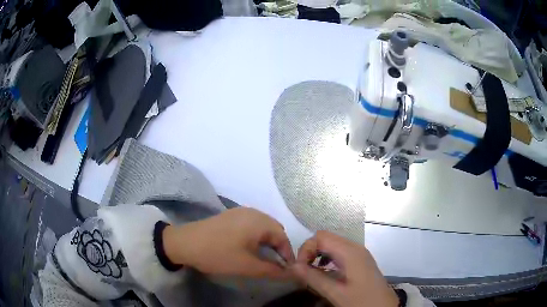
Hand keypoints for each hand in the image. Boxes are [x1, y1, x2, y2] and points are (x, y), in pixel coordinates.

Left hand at [162, 207, 294, 278]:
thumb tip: (291, 273)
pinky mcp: (230, 215)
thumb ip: (272, 270)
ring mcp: (240, 212)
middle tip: (275, 263)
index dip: (288, 254)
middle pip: (275, 229)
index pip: (283, 237)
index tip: (286, 270)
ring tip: (263, 256)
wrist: (185, 243)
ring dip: (267, 241)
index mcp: (259, 222)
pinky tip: (248, 246)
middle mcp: (253, 212)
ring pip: (263, 226)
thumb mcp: (247, 266)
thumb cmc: (218, 254)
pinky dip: (256, 235)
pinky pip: (251, 224)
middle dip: (278, 247)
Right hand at [292, 231, 397, 306]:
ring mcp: (359, 252)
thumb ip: (314, 278)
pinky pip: (339, 252)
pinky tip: (325, 273)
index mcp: (350, 252)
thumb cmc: (361, 301)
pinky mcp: (359, 259)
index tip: (299, 268)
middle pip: (326, 238)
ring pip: (332, 244)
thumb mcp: (336, 293)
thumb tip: (292, 266)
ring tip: (312, 273)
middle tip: (304, 271)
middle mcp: (355, 247)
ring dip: (318, 255)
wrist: (383, 306)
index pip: (321, 237)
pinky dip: (327, 259)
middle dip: (310, 252)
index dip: (306, 249)